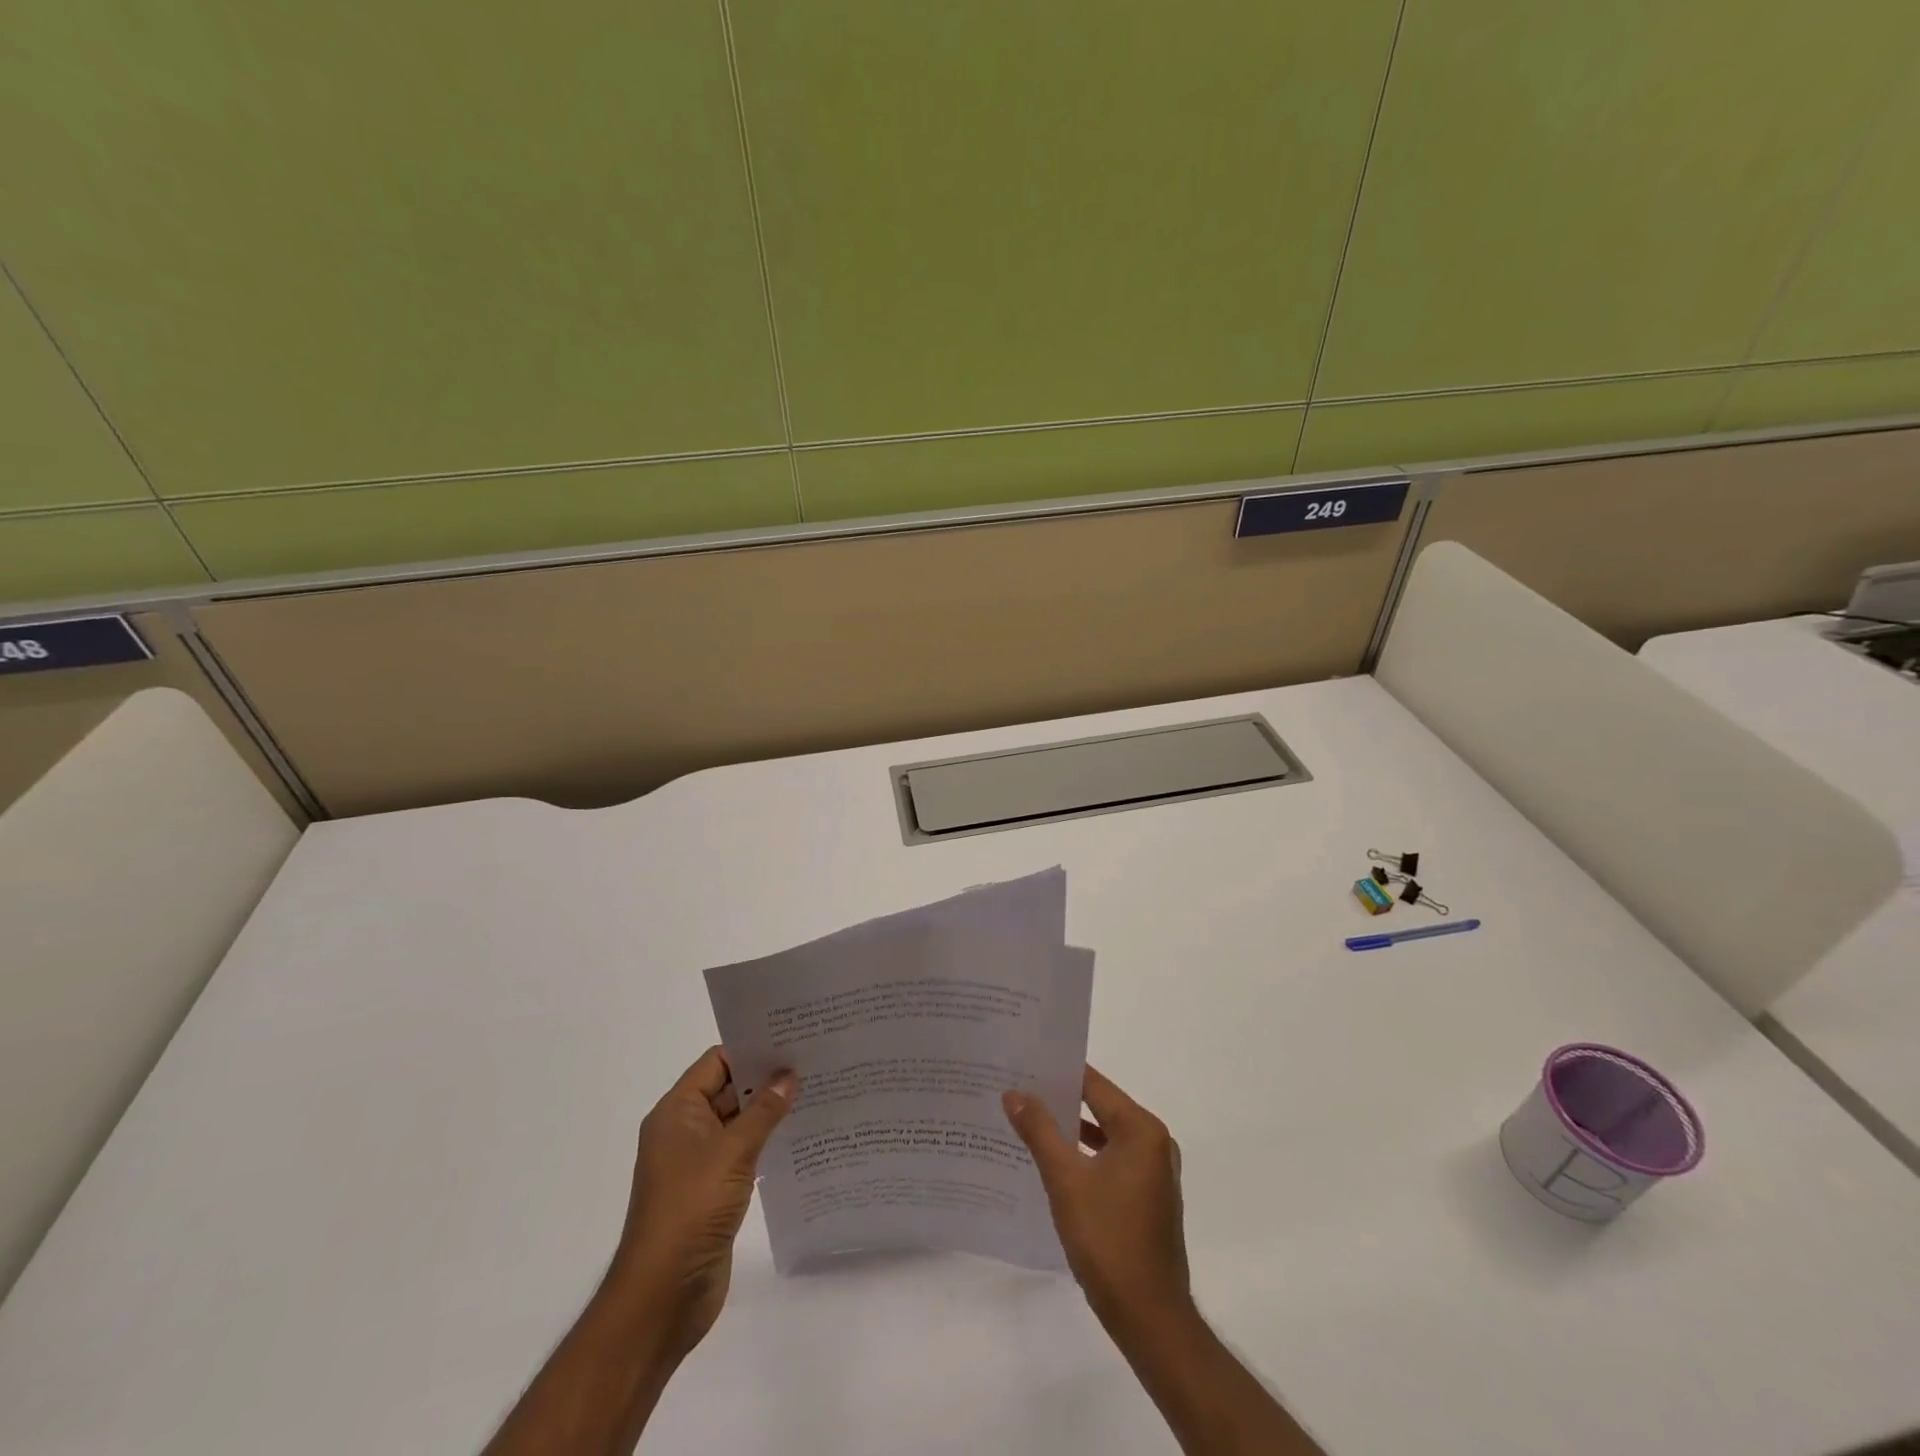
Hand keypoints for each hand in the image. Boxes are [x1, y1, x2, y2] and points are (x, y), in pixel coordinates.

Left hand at [605, 1047, 795, 1359]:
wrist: (663, 1296)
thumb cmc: (691, 1210)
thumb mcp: (732, 1152)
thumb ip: (763, 1111)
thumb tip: (789, 1075)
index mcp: (676, 1113)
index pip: (717, 1063)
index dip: (751, 1049)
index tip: (791, 1038)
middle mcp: (684, 1131)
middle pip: (728, 1090)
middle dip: (766, 1078)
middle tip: (812, 1060)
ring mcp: (698, 1163)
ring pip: (738, 1123)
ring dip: (769, 1112)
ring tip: (815, 1091)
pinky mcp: (712, 1191)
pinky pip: (742, 1153)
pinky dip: (766, 1142)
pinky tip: (800, 1136)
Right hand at [1003, 1065, 1190, 1332]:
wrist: (1150, 1319)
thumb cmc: (1108, 1241)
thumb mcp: (1065, 1181)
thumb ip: (1040, 1131)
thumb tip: (1014, 1092)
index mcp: (1141, 1130)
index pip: (1094, 1084)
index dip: (1057, 1074)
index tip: (1023, 1065)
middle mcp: (1154, 1143)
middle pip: (1100, 1107)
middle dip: (1060, 1101)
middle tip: (1017, 1091)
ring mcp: (1154, 1173)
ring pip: (1105, 1136)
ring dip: (1070, 1132)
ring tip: (1027, 1122)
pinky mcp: (1148, 1198)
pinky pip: (1112, 1161)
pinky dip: (1085, 1157)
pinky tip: (1053, 1164)